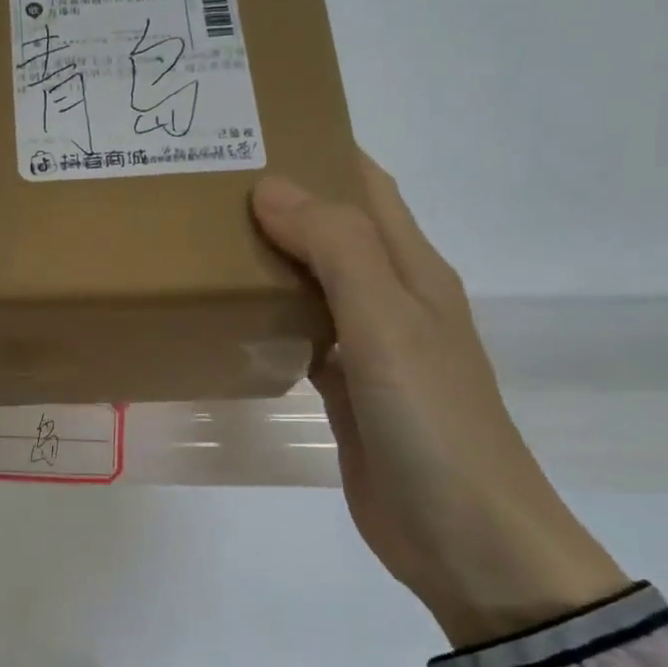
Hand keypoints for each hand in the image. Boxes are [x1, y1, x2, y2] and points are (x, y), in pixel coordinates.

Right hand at [252, 156, 629, 647]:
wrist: (464, 536)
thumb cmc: (433, 421)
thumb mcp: (388, 324)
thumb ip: (336, 250)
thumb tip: (272, 186)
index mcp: (412, 269)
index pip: (365, 187)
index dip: (320, 149)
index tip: (252, 129)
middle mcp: (391, 298)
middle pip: (333, 229)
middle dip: (281, 199)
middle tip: (205, 184)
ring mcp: (367, 346)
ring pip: (312, 280)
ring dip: (270, 255)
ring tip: (203, 236)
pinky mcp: (343, 389)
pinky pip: (301, 332)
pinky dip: (268, 314)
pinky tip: (227, 312)